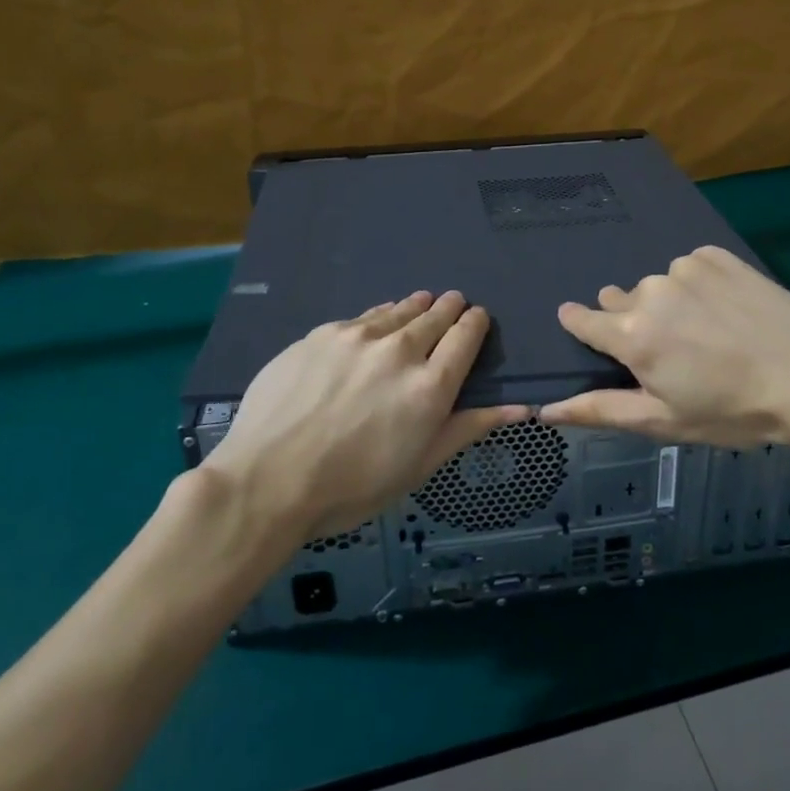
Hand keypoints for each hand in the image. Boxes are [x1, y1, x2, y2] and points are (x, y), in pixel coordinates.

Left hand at [199, 290, 527, 540]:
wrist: (267, 480)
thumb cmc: (352, 487)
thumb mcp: (419, 466)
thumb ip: (468, 428)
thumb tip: (522, 408)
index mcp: (431, 386)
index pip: (465, 336)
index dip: (475, 323)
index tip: (477, 319)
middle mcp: (400, 350)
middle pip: (435, 315)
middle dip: (449, 308)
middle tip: (454, 303)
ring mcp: (358, 337)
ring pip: (399, 310)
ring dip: (416, 306)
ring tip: (422, 302)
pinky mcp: (322, 333)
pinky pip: (363, 317)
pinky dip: (379, 317)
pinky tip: (377, 322)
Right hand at [540, 245, 789, 450]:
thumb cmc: (731, 410)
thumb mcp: (663, 421)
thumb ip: (601, 410)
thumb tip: (546, 409)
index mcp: (631, 335)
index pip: (583, 320)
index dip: (580, 325)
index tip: (584, 328)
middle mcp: (649, 292)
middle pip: (622, 302)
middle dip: (635, 323)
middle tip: (673, 352)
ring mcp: (683, 268)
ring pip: (658, 286)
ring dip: (669, 304)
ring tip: (708, 332)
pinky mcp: (714, 255)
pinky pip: (690, 268)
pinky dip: (698, 285)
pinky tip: (726, 309)